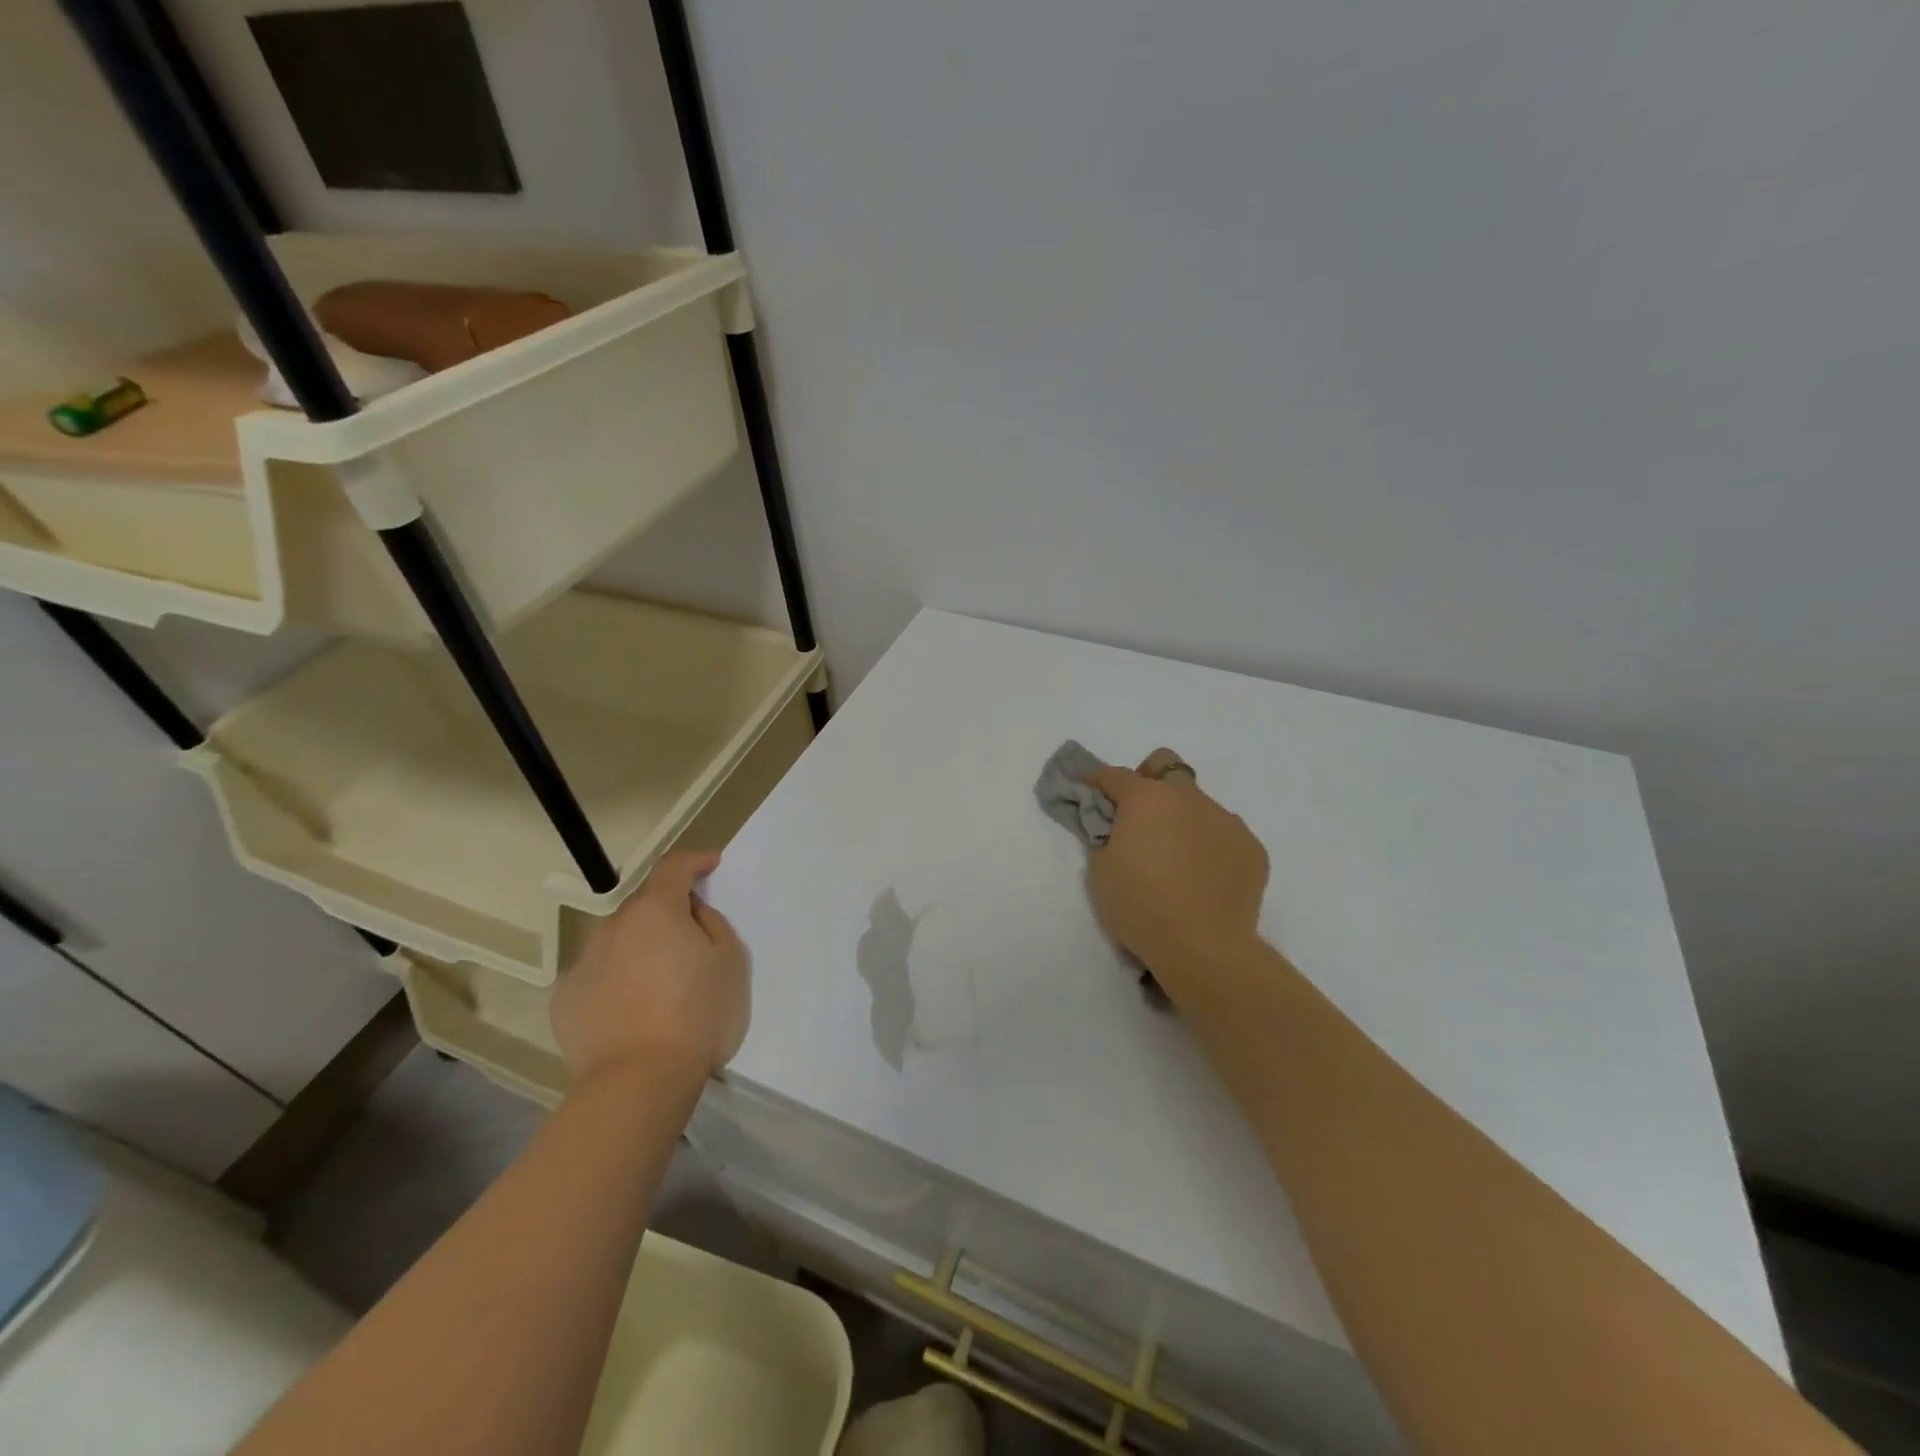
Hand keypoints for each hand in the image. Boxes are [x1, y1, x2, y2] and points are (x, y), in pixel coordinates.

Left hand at [551, 850, 748, 1084]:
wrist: (638, 1082)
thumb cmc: (697, 1015)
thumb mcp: (731, 961)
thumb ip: (712, 924)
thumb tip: (690, 914)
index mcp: (655, 911)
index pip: (673, 867)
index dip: (694, 860)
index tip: (710, 864)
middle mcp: (613, 927)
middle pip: (644, 907)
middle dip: (667, 913)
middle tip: (692, 940)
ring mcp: (583, 964)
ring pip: (618, 943)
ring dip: (640, 948)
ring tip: (660, 983)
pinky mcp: (565, 1002)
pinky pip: (598, 977)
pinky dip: (616, 982)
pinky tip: (632, 1011)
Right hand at [1085, 750, 1269, 986]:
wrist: (1204, 947)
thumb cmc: (1140, 906)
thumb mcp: (1100, 871)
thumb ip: (1106, 837)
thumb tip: (1116, 828)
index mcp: (1146, 798)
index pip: (1114, 775)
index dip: (1096, 782)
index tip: (1086, 791)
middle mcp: (1188, 797)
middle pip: (1166, 765)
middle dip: (1149, 781)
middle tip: (1139, 816)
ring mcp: (1226, 820)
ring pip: (1199, 803)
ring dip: (1182, 818)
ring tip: (1176, 859)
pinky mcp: (1252, 847)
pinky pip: (1224, 835)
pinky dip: (1210, 846)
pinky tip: (1204, 879)